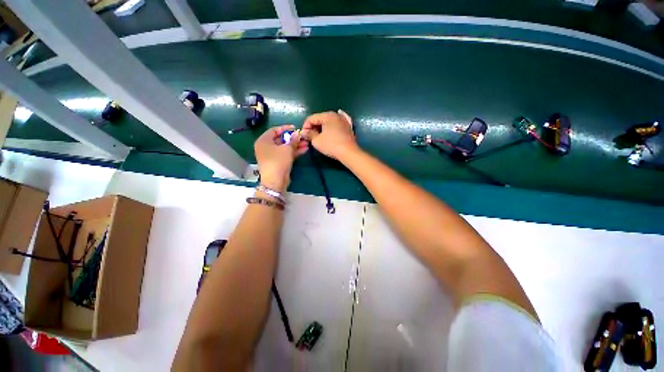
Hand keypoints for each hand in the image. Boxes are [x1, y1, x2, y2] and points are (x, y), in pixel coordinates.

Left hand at [254, 125, 307, 191]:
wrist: (275, 181)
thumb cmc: (278, 161)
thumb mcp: (287, 149)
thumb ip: (293, 140)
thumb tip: (297, 134)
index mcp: (263, 141)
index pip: (274, 130)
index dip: (285, 128)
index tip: (295, 128)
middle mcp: (266, 147)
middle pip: (280, 139)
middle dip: (293, 138)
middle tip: (302, 137)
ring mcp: (272, 155)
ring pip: (285, 147)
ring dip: (296, 145)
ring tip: (307, 143)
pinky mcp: (278, 162)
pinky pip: (286, 154)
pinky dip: (294, 152)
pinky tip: (304, 150)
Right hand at [302, 110, 358, 159]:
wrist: (349, 152)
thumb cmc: (331, 145)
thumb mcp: (316, 141)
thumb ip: (309, 134)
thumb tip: (304, 132)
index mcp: (327, 115)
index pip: (311, 118)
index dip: (305, 126)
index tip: (303, 135)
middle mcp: (336, 114)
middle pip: (320, 118)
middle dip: (314, 127)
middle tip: (310, 136)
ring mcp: (344, 120)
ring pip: (329, 121)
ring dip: (322, 127)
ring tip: (319, 135)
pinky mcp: (349, 127)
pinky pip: (339, 123)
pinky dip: (334, 125)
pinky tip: (333, 124)